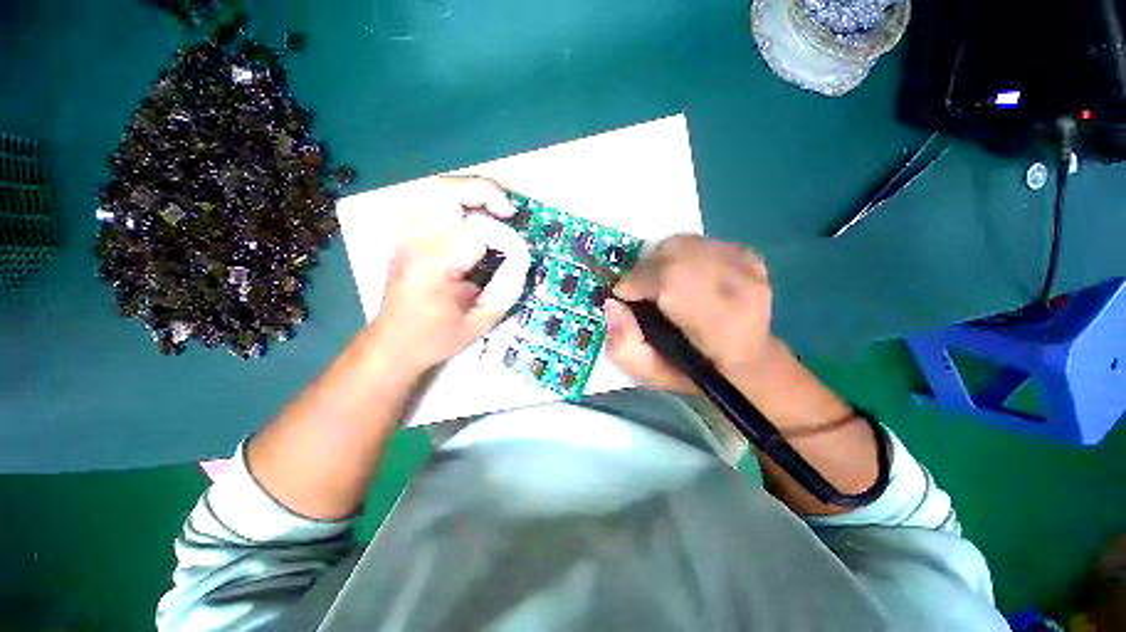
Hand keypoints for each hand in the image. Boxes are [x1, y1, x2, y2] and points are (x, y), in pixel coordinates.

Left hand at [370, 176, 530, 374]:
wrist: (393, 343)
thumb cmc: (436, 337)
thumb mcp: (481, 321)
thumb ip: (507, 289)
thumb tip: (521, 259)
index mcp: (435, 265)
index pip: (478, 230)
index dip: (507, 240)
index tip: (520, 257)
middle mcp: (417, 241)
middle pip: (447, 191)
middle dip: (485, 191)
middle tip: (509, 210)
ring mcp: (407, 234)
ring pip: (436, 189)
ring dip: (470, 190)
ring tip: (494, 207)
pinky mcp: (406, 235)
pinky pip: (430, 201)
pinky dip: (456, 198)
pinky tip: (472, 213)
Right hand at [604, 234, 771, 391]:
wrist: (746, 360)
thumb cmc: (693, 372)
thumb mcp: (650, 373)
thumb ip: (623, 345)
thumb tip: (611, 304)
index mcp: (718, 325)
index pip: (672, 280)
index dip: (638, 281)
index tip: (623, 294)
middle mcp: (740, 288)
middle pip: (676, 252)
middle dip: (646, 268)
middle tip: (639, 289)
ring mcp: (748, 267)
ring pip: (685, 242)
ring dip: (661, 259)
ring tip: (659, 283)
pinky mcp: (748, 255)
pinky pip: (699, 241)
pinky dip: (681, 254)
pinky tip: (684, 276)